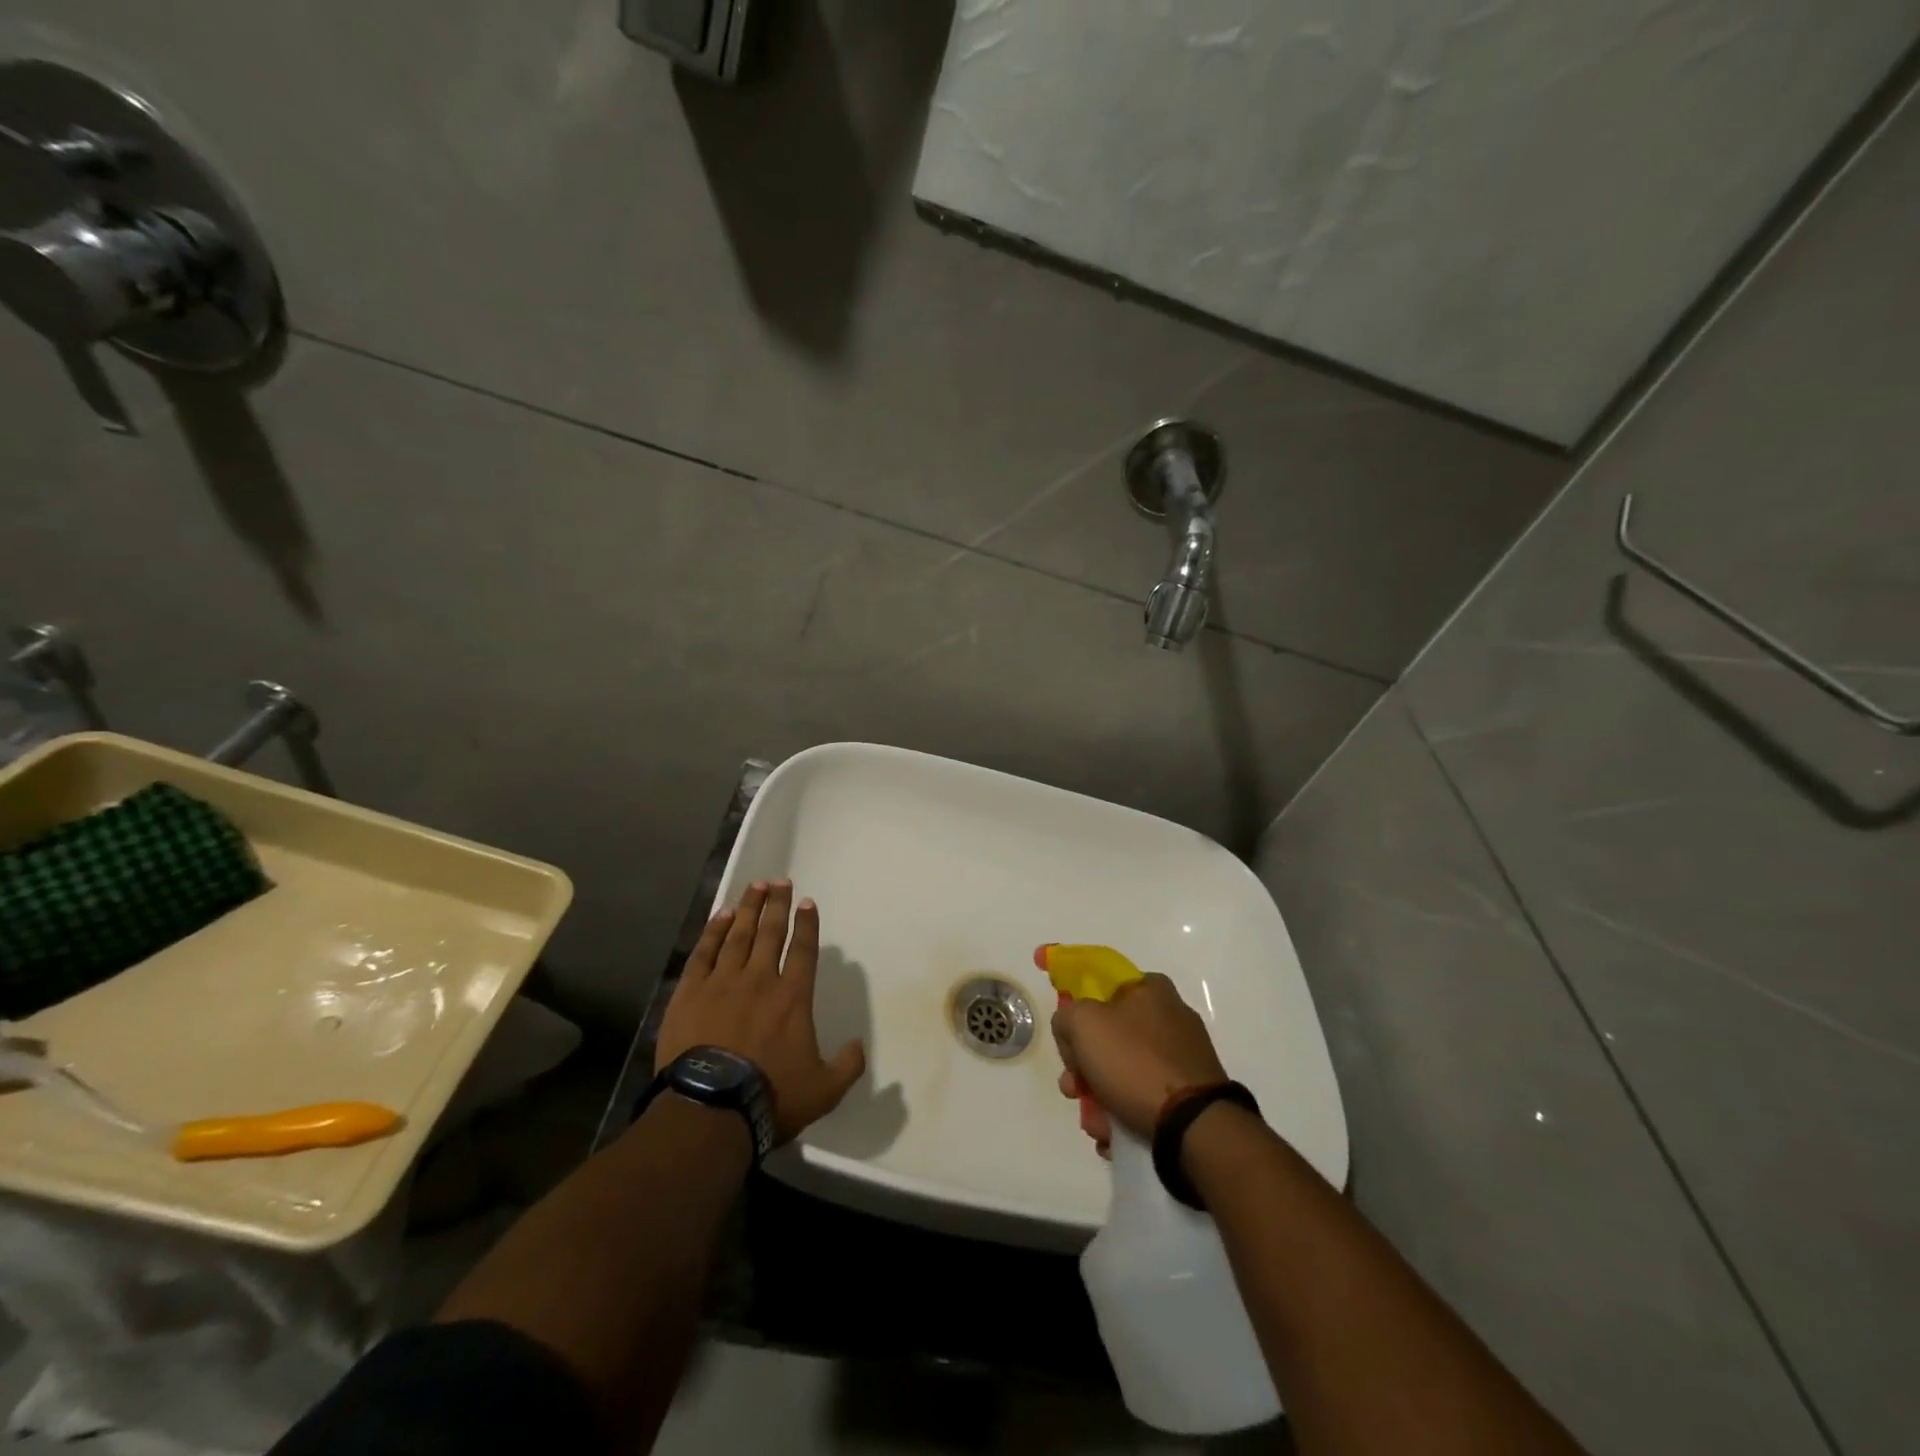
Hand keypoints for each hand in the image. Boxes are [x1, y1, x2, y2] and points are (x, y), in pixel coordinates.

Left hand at [654, 881, 865, 1144]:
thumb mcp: (824, 1090)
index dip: (807, 924)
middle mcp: (760, 979)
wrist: (710, 1110)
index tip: (807, 902)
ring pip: (738, 934)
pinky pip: (704, 952)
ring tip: (755, 886)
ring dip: (748, 908)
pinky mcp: (690, 993)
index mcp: (793, 997)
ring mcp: (722, 982)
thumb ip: (848, 1065)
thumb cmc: (771, 1096)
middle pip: (770, 932)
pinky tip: (720, 916)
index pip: (803, 949)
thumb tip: (859, 1045)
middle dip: (777, 904)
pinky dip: (713, 931)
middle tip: (779, 881)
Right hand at [1051, 972, 1227, 1141]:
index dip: (1076, 1007)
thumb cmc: (1135, 1062)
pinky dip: (1124, 1113)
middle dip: (1083, 1066)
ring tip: (1095, 1123)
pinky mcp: (1190, 1093)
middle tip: (1073, 1088)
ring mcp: (1183, 1057)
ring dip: (1099, 1097)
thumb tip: (1070, 1030)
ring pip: (1124, 1071)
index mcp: (1151, 989)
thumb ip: (1066, 1015)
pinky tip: (1113, 1135)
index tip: (1066, 1036)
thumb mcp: (1083, 1023)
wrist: (1193, 1126)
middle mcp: (1171, 1016)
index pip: (1102, 986)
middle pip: (1109, 1035)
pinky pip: (1145, 1097)